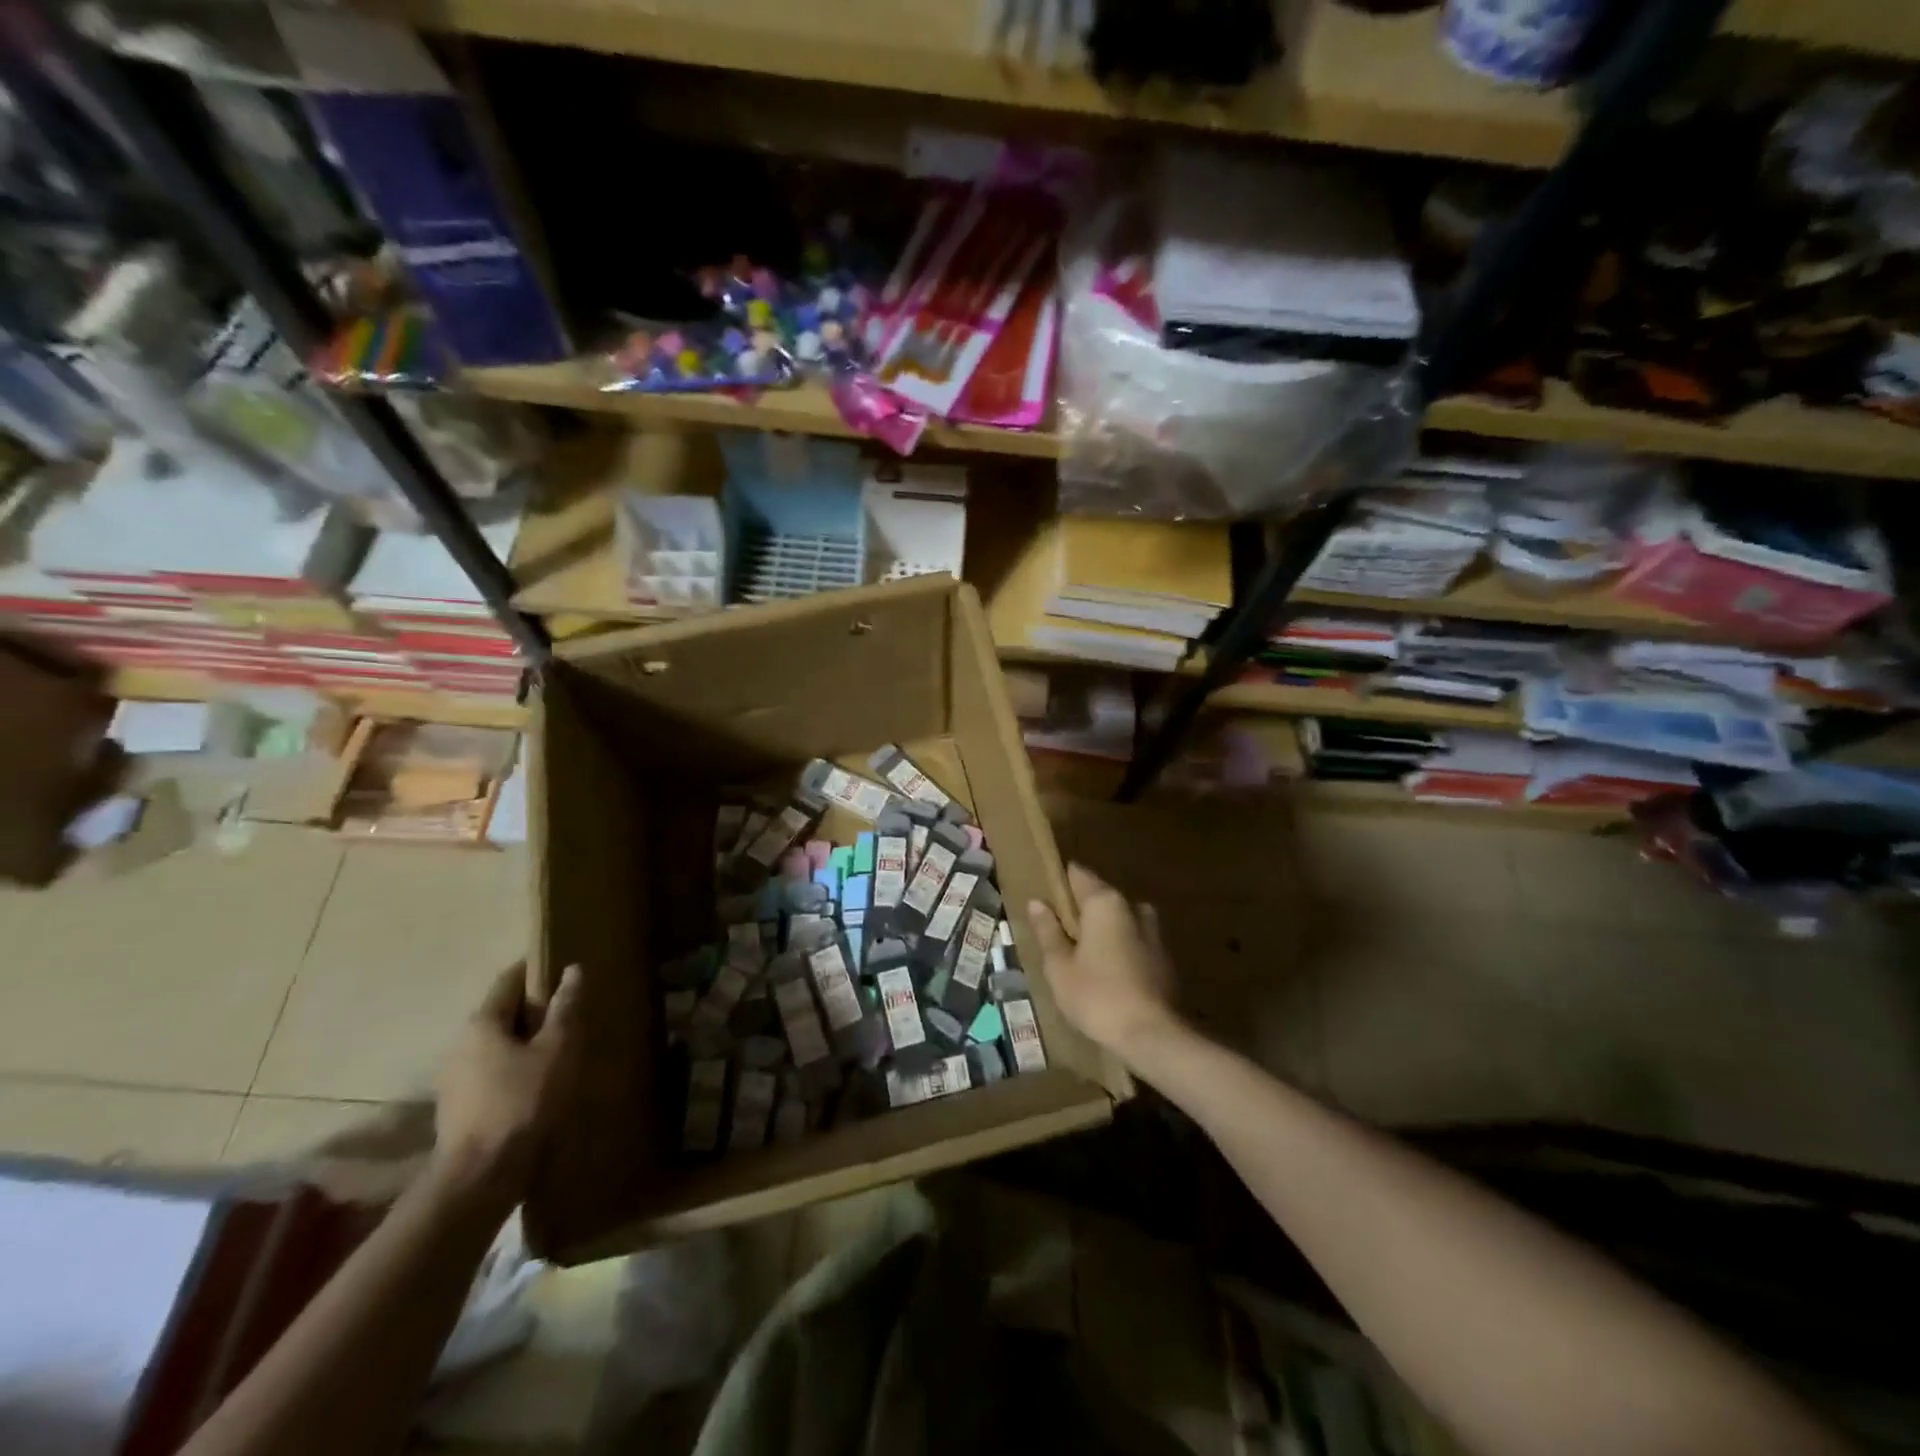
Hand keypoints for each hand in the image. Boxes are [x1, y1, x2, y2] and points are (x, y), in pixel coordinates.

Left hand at [433, 962, 582, 1200]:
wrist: (480, 1177)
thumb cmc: (522, 1102)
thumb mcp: (557, 1049)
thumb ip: (565, 1008)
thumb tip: (572, 970)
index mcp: (481, 1022)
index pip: (509, 979)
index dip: (536, 969)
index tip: (563, 967)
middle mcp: (459, 1043)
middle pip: (501, 1012)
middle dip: (534, 1008)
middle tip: (571, 1009)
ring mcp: (454, 1077)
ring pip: (496, 1044)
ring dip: (524, 1040)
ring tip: (560, 1046)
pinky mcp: (458, 1106)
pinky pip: (491, 1071)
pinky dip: (514, 1066)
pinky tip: (539, 1081)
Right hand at [1028, 863, 1180, 1065]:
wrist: (1152, 1036)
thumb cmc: (1097, 996)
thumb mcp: (1059, 966)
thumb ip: (1048, 931)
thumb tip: (1037, 902)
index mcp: (1104, 902)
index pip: (1078, 874)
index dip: (1059, 883)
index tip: (1044, 897)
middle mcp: (1132, 907)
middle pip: (1099, 897)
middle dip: (1080, 911)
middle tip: (1057, 933)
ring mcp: (1153, 932)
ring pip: (1119, 920)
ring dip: (1101, 931)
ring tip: (1080, 956)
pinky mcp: (1164, 958)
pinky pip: (1133, 941)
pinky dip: (1118, 949)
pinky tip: (1105, 973)